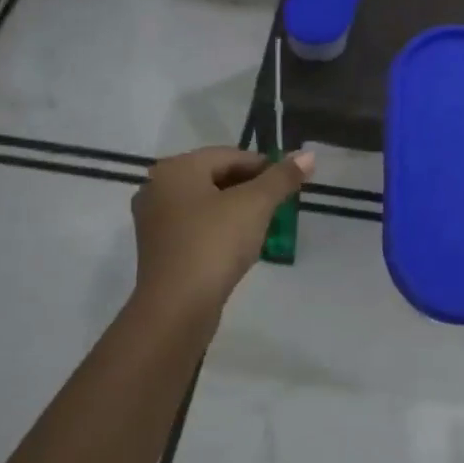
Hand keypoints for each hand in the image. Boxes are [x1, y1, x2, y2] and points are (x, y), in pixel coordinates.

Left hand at [131, 146, 313, 324]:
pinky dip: (220, 229)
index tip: (289, 186)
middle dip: (251, 189)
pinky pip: (196, 226)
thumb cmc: (215, 244)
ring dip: (237, 210)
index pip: (231, 155)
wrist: (178, 307)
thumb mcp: (256, 204)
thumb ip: (282, 177)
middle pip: (216, 177)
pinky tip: (240, 245)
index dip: (265, 167)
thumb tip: (309, 155)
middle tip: (279, 206)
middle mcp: (157, 187)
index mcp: (177, 169)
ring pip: (207, 203)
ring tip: (264, 226)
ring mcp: (154, 220)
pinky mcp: (159, 249)